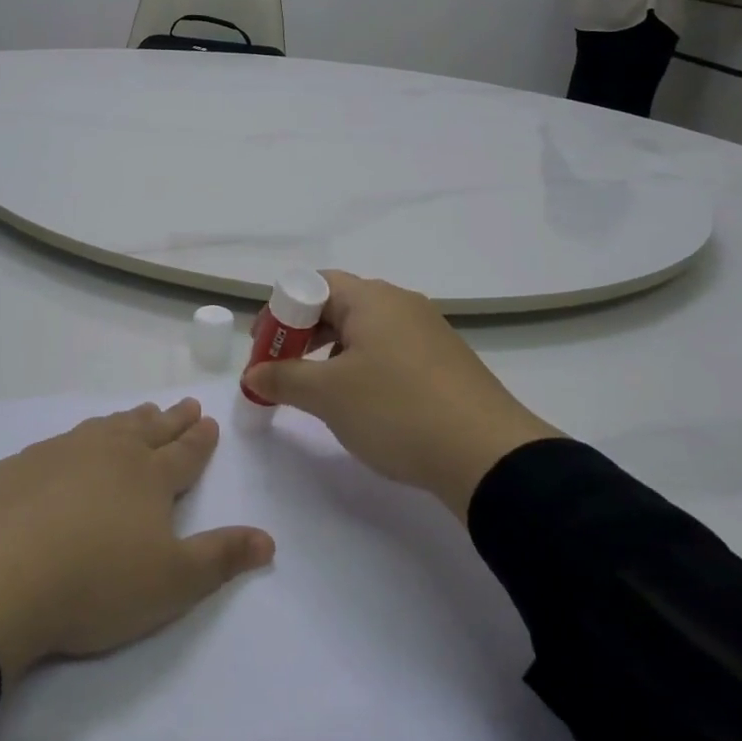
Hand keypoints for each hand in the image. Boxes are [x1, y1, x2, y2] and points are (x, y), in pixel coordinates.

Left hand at [0, 399, 272, 682]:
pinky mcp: (21, 466)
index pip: (184, 453)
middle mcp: (110, 454)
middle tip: (185, 404)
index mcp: (150, 477)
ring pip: (106, 429)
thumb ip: (220, 558)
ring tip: (138, 414)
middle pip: (148, 430)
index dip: (199, 439)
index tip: (209, 419)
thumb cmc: (95, 582)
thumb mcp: (171, 583)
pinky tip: (73, 446)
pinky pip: (64, 441)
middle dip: (171, 419)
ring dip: (128, 421)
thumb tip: (268, 539)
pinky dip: (82, 437)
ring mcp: (62, 454)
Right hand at [242, 272, 560, 517]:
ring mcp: (427, 331)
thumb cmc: (396, 410)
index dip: (280, 314)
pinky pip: (390, 351)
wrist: (488, 455)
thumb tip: (253, 374)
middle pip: (337, 305)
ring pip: (365, 330)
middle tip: (282, 370)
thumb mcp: (328, 396)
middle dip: (303, 335)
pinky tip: (362, 403)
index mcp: (371, 298)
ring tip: (318, 391)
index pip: (312, 285)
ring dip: (331, 353)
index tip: (264, 350)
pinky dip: (363, 367)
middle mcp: (400, 303)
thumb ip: (283, 379)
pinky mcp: (444, 361)